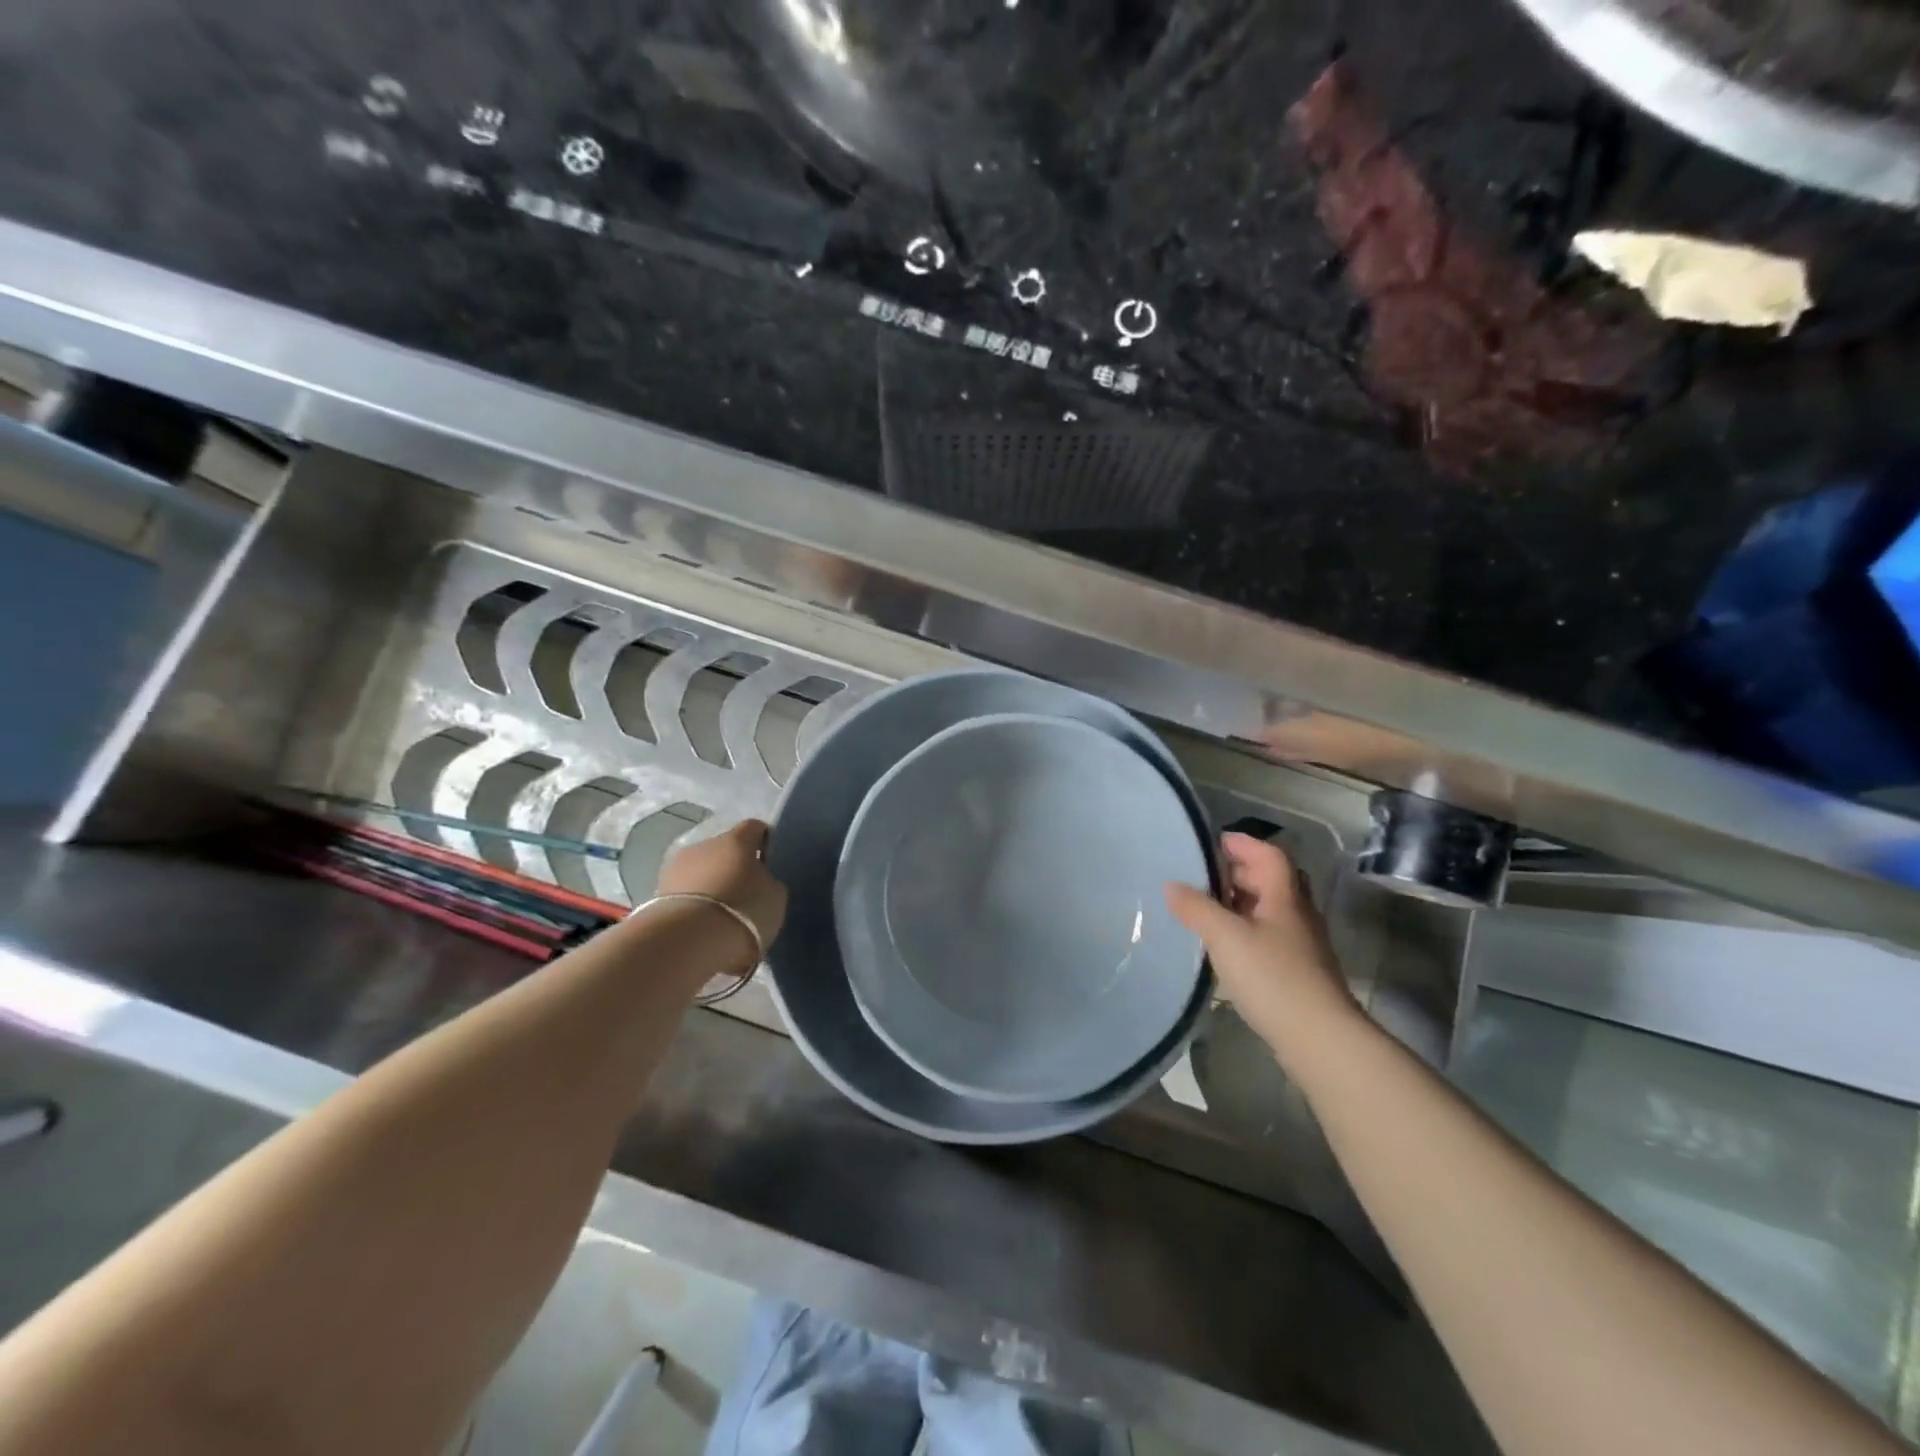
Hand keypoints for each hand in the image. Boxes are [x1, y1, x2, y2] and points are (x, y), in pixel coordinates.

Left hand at [657, 819, 788, 952]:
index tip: (769, 862)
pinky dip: (694, 903)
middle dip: (733, 866)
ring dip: (710, 884)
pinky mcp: (657, 893)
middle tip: (744, 894)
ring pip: (701, 870)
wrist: (688, 942)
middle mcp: (704, 845)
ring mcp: (676, 868)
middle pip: (724, 849)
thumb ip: (768, 882)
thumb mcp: (775, 897)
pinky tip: (702, 926)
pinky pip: (685, 893)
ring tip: (720, 914)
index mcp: (737, 839)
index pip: (755, 827)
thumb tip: (759, 880)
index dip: (764, 842)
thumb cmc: (743, 911)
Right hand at [1165, 832, 1361, 1064]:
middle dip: (1237, 872)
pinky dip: (1243, 929)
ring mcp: (1299, 944)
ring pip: (1268, 909)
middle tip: (1201, 875)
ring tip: (1204, 908)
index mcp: (1285, 896)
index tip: (1211, 842)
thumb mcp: (1226, 937)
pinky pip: (1266, 935)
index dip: (1242, 843)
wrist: (1320, 1038)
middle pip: (1270, 879)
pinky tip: (1222, 945)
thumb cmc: (1273, 977)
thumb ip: (1196, 908)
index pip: (1268, 854)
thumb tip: (1171, 885)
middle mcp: (1296, 914)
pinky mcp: (1295, 971)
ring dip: (1238, 902)